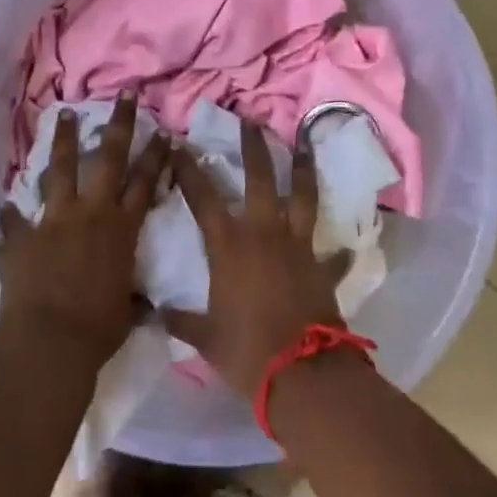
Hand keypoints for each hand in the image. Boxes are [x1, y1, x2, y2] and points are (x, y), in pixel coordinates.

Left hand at [0, 95, 170, 368]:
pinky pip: (14, 220)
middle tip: (124, 96)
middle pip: (108, 158)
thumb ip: (133, 299)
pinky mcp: (23, 236)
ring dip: (63, 141)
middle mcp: (91, 213)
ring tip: (64, 114)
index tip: (163, 131)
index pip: (145, 183)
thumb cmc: (99, 329)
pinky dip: (10, 215)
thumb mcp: (127, 312)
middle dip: (119, 125)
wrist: (49, 341)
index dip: (155, 156)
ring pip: (61, 169)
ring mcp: (54, 220)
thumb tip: (145, 306)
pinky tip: (4, 204)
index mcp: (122, 229)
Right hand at [163, 123, 350, 395]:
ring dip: (302, 170)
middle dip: (254, 148)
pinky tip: (343, 248)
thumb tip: (153, 312)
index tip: (179, 145)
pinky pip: (332, 255)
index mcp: (229, 246)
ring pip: (302, 198)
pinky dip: (336, 252)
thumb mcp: (204, 337)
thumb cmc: (245, 351)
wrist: (301, 375)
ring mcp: (298, 248)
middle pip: (260, 180)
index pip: (203, 198)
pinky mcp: (323, 268)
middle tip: (251, 121)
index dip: (189, 170)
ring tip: (303, 145)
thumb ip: (180, 320)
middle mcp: (264, 235)